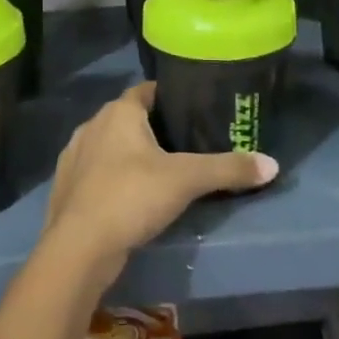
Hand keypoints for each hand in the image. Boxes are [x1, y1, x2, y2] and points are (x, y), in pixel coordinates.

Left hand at [42, 82, 278, 286]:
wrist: (78, 247)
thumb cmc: (131, 197)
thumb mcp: (187, 180)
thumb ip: (228, 169)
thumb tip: (272, 164)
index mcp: (118, 112)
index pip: (147, 91)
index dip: (170, 97)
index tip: (193, 110)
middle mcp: (92, 125)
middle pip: (128, 118)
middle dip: (153, 129)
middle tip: (185, 146)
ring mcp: (74, 155)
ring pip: (109, 146)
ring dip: (129, 154)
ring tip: (159, 173)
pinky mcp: (65, 185)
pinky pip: (95, 171)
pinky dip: (112, 177)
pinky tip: (128, 197)